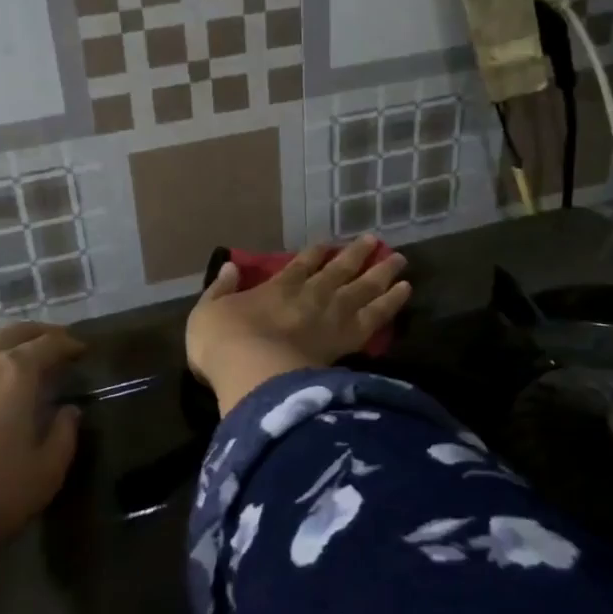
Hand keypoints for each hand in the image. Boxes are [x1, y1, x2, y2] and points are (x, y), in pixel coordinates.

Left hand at [0, 322, 84, 562]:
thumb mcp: (42, 477)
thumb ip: (64, 438)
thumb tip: (68, 412)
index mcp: (14, 374)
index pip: (49, 344)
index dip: (68, 344)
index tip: (79, 350)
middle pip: (10, 334)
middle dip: (35, 334)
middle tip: (49, 344)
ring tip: (0, 379)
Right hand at [185, 238, 410, 414]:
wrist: (251, 372)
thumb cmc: (223, 343)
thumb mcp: (207, 312)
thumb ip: (220, 289)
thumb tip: (229, 266)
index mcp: (277, 288)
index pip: (300, 265)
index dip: (315, 253)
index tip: (328, 244)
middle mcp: (308, 296)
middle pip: (338, 270)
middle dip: (356, 255)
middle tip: (374, 241)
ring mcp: (330, 317)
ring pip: (363, 288)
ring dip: (381, 273)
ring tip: (400, 261)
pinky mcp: (346, 341)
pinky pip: (375, 317)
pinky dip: (391, 303)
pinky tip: (405, 292)